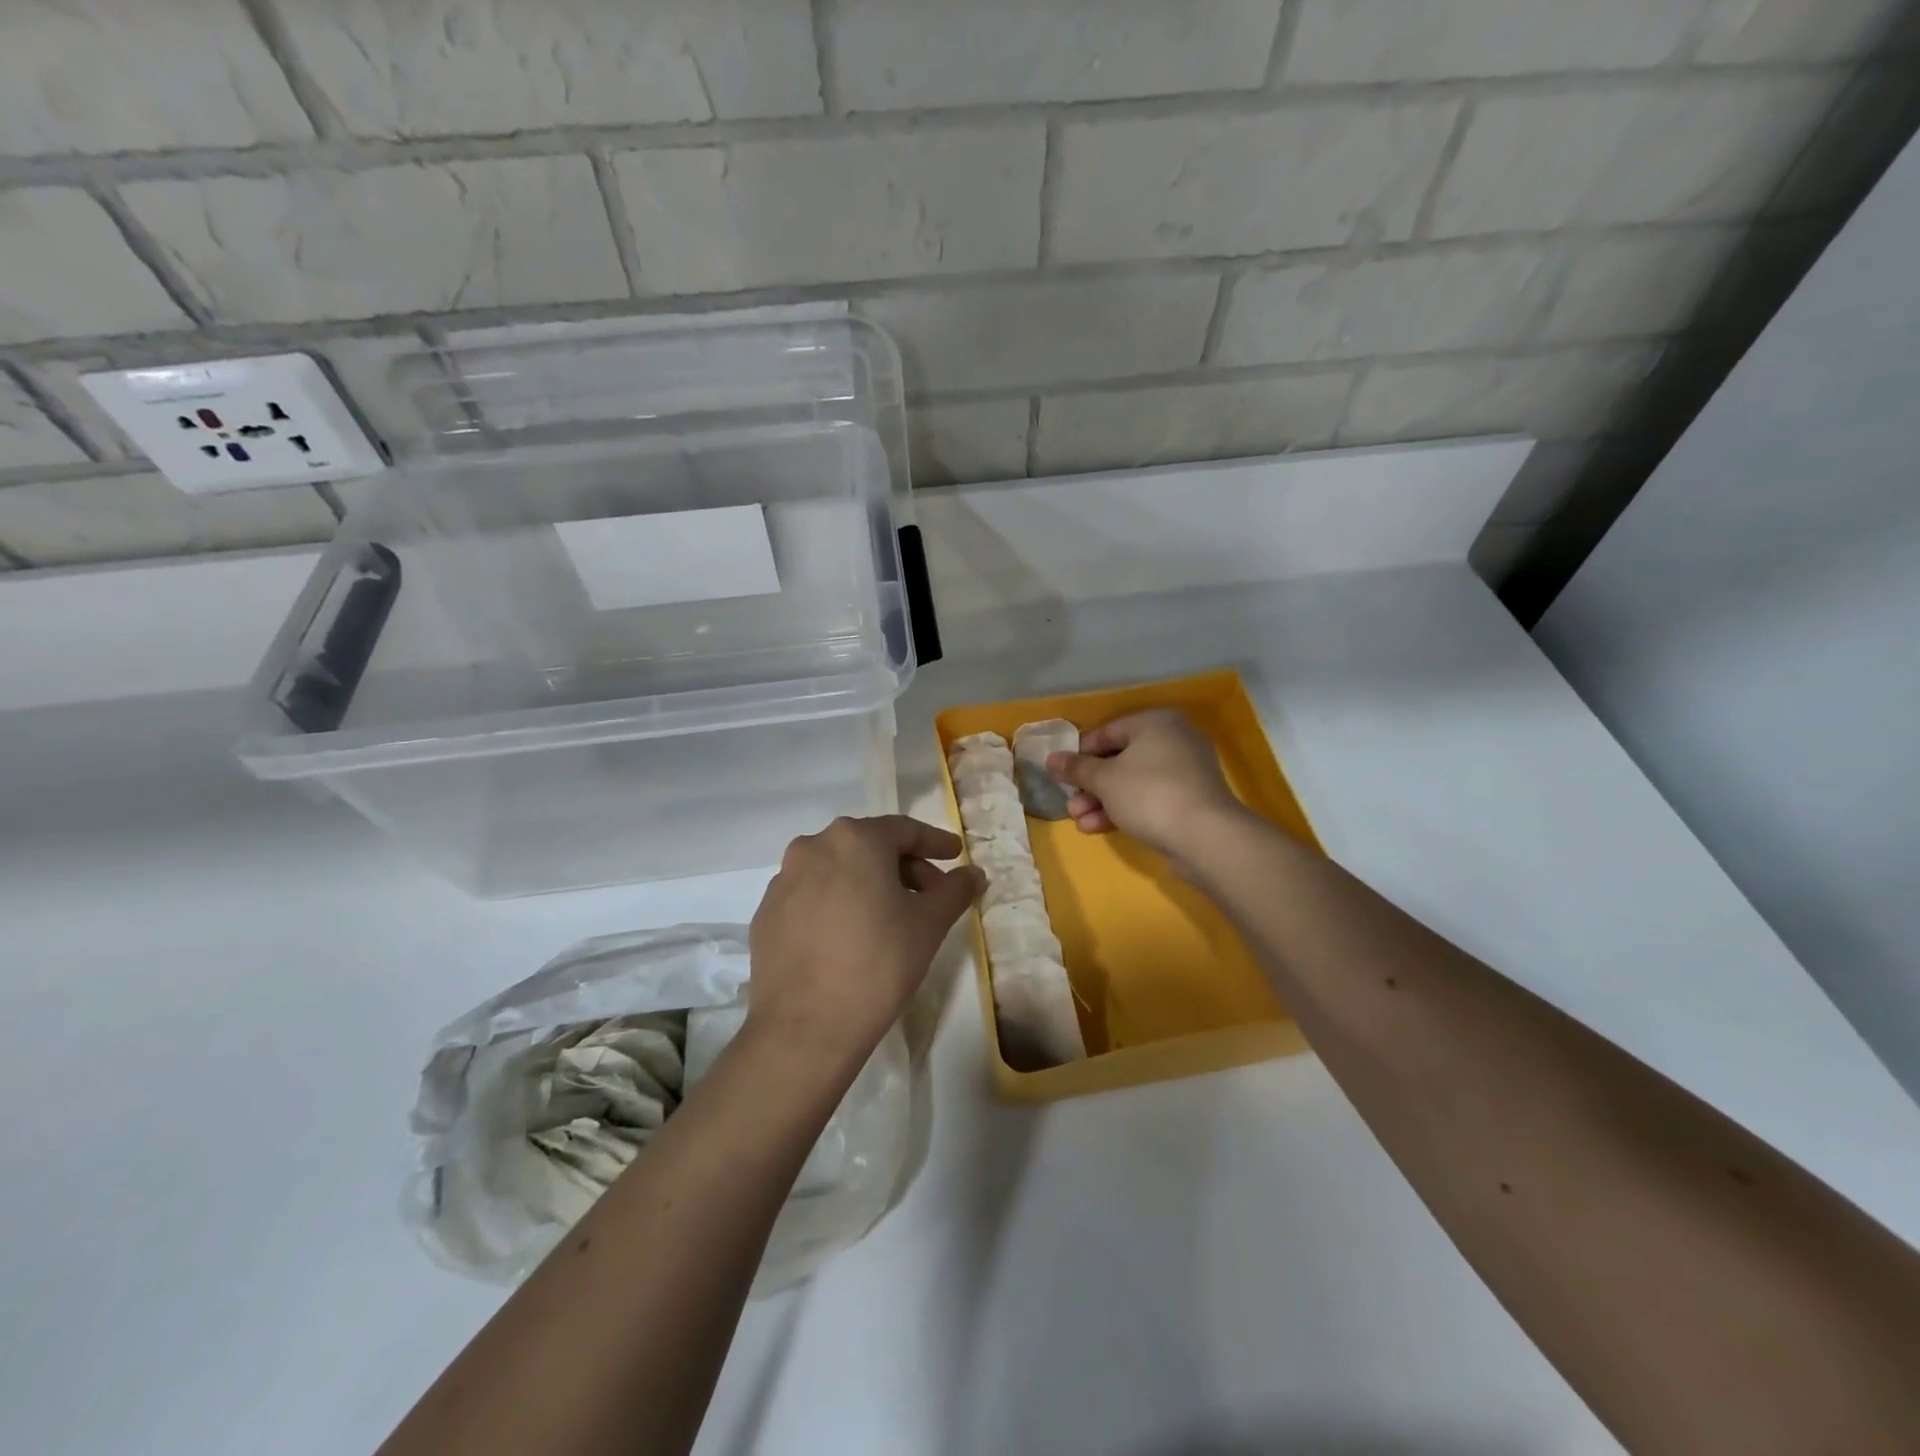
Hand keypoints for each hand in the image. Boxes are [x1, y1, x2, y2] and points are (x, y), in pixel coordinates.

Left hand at [747, 816, 983, 1067]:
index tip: (954, 855)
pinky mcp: (766, 914)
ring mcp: (783, 881)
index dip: (934, 842)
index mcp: (854, 839)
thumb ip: (955, 890)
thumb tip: (974, 873)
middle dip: (904, 867)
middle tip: (930, 895)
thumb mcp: (929, 924)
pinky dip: (837, 904)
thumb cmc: (878, 963)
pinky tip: (851, 936)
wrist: (805, 1026)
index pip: (904, 830)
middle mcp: (813, 847)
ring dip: (869, 884)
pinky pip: (812, 896)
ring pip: (838, 870)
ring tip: (891, 917)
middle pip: (869, 847)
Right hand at [1048, 709, 1250, 861]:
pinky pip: (1149, 799)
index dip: (1080, 753)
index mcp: (1155, 722)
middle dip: (1090, 785)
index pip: (1108, 731)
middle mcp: (1174, 739)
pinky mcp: (1190, 800)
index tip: (1061, 773)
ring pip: (1133, 782)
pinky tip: (1097, 828)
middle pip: (1120, 759)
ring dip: (1102, 801)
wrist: (1205, 836)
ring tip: (1079, 820)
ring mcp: (1186, 771)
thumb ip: (1076, 768)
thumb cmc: (1149, 793)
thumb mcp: (1104, 779)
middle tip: (1070, 802)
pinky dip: (1124, 810)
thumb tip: (1051, 759)